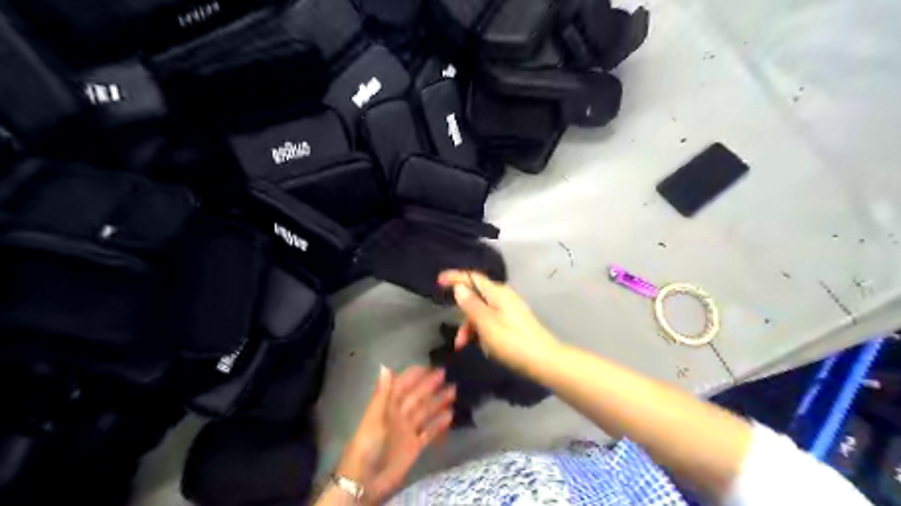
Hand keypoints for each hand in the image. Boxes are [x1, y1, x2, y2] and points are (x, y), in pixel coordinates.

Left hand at [334, 364, 453, 500]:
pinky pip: (429, 431)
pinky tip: (450, 415)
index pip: (402, 386)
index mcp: (387, 406)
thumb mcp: (375, 418)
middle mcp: (399, 415)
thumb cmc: (368, 445)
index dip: (413, 376)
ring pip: (425, 412)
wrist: (366, 480)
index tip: (428, 366)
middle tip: (446, 374)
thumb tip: (385, 366)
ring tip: (453, 391)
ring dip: (438, 401)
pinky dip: (439, 424)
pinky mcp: (414, 446)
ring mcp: (407, 431)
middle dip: (430, 385)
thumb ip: (383, 393)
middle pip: (417, 397)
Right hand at [436, 270, 556, 372]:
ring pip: (482, 313)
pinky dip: (481, 332)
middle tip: (458, 339)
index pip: (473, 277)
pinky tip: (482, 346)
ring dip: (471, 328)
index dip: (455, 277)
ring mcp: (509, 311)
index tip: (438, 281)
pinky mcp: (513, 324)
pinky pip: (490, 322)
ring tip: (468, 347)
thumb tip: (459, 287)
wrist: (544, 361)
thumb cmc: (512, 341)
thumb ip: (470, 304)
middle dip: (463, 315)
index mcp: (497, 293)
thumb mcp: (486, 323)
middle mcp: (504, 297)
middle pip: (476, 298)